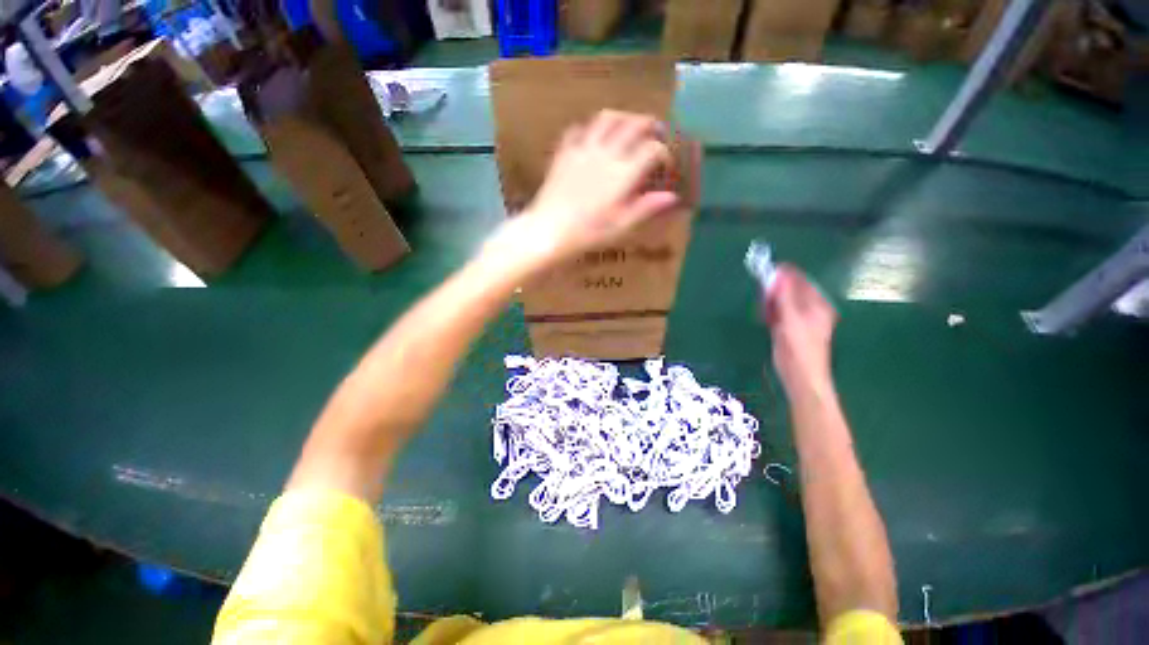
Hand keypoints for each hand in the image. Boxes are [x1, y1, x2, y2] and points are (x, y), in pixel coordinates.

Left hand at [514, 110, 682, 269]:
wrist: (549, 230)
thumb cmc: (588, 233)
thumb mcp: (621, 226)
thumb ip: (646, 208)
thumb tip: (672, 197)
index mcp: (623, 173)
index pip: (652, 149)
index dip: (664, 154)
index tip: (665, 166)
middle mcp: (606, 154)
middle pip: (634, 124)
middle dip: (649, 125)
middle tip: (655, 132)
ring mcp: (583, 149)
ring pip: (607, 118)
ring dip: (623, 117)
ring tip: (629, 125)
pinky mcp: (564, 153)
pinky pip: (578, 129)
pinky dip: (590, 129)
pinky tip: (592, 138)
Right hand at [763, 265, 837, 393]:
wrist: (800, 376)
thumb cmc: (800, 348)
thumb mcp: (792, 319)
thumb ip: (784, 296)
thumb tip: (778, 274)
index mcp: (817, 304)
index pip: (800, 281)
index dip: (784, 276)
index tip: (766, 274)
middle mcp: (808, 308)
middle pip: (788, 290)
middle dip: (774, 291)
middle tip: (764, 299)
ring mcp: (797, 318)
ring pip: (780, 301)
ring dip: (770, 302)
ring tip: (765, 311)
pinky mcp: (786, 327)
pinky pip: (776, 312)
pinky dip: (769, 312)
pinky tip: (765, 318)